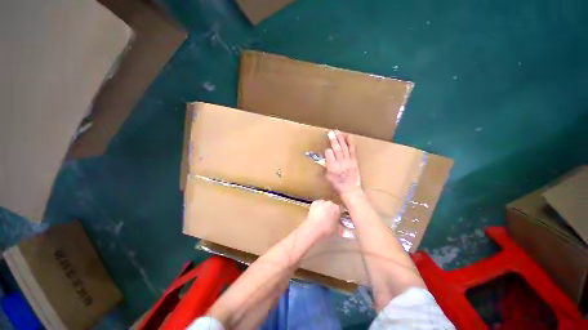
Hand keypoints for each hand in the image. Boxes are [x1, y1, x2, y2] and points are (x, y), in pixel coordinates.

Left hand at [305, 200, 340, 236]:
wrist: (314, 228)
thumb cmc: (327, 230)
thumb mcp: (337, 230)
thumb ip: (342, 227)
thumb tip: (344, 229)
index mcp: (337, 208)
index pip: (340, 209)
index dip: (338, 213)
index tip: (336, 218)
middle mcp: (330, 203)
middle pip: (332, 205)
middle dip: (331, 210)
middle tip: (328, 218)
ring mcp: (322, 202)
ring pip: (324, 204)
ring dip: (324, 208)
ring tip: (321, 216)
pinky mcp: (314, 203)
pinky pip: (317, 204)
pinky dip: (317, 207)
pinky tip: (316, 213)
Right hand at [325, 130, 361, 194]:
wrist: (350, 189)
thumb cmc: (337, 184)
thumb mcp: (327, 177)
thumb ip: (325, 166)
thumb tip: (325, 158)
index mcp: (332, 167)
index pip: (329, 154)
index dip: (327, 150)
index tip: (326, 149)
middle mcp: (340, 162)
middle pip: (336, 148)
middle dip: (333, 139)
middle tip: (330, 132)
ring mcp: (348, 161)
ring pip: (343, 147)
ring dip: (340, 138)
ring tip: (337, 131)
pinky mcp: (354, 160)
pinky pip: (352, 150)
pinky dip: (350, 143)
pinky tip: (348, 136)